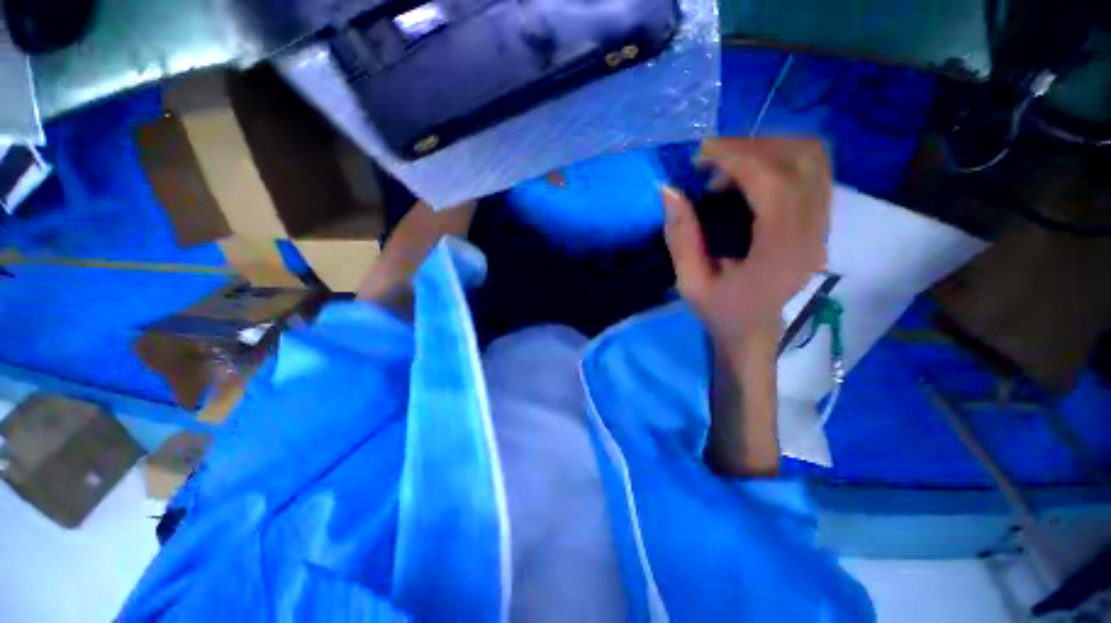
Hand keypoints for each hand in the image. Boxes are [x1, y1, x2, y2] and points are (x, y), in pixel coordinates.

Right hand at [662, 138, 831, 347]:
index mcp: (781, 253)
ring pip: (812, 158)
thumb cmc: (721, 311)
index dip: (737, 157)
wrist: (755, 330)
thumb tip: (669, 190)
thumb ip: (680, 237)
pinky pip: (811, 170)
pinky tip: (747, 177)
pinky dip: (778, 159)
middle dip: (752, 146)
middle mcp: (813, 233)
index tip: (701, 154)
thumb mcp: (690, 282)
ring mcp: (823, 225)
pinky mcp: (821, 220)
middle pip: (803, 158)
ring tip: (727, 167)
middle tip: (711, 159)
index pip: (773, 182)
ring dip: (767, 149)